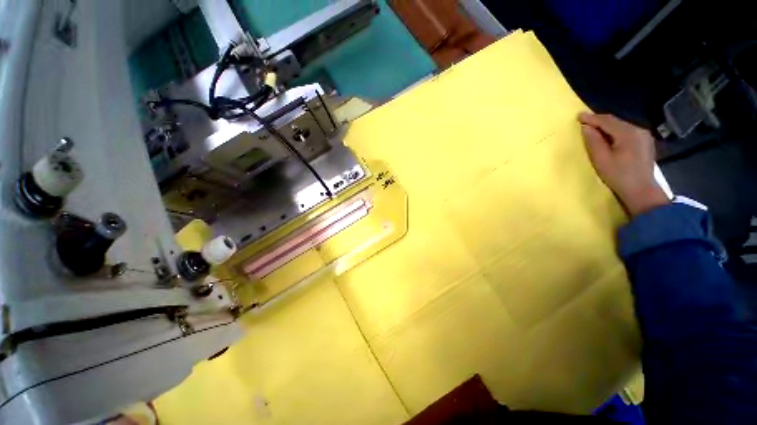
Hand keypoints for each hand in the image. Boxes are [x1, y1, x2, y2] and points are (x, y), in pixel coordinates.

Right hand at [578, 112, 669, 216]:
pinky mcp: (645, 143)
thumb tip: (586, 128)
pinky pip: (627, 132)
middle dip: (599, 121)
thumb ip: (593, 141)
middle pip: (616, 122)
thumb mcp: (601, 159)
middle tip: (584, 122)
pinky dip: (615, 132)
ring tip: (594, 129)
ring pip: (621, 127)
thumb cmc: (618, 176)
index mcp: (628, 133)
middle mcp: (638, 130)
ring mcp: (644, 136)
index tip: (578, 116)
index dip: (592, 118)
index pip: (607, 121)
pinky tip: (608, 137)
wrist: (641, 190)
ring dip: (607, 127)